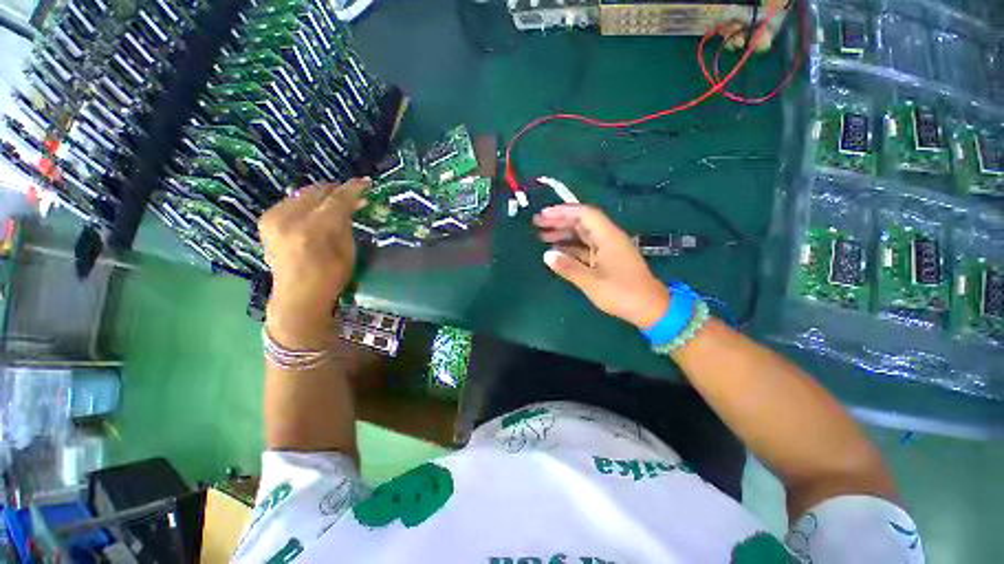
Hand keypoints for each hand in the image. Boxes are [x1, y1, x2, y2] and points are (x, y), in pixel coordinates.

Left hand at [258, 178, 368, 347]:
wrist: (297, 296)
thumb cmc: (330, 277)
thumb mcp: (347, 250)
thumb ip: (347, 222)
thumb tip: (354, 203)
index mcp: (313, 230)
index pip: (336, 200)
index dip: (353, 189)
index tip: (366, 182)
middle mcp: (289, 219)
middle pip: (317, 192)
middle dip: (337, 190)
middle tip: (354, 194)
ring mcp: (273, 218)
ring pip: (303, 193)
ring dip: (323, 194)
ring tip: (337, 201)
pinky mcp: (266, 220)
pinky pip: (292, 201)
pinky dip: (308, 201)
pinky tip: (318, 209)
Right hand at [533, 204, 670, 328]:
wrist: (649, 308)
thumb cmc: (621, 293)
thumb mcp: (591, 282)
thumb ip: (568, 267)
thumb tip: (547, 255)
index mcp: (608, 237)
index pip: (584, 214)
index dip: (563, 211)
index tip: (543, 215)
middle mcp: (607, 237)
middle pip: (582, 222)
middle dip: (559, 220)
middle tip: (537, 223)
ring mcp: (607, 248)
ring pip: (582, 234)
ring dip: (563, 233)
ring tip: (542, 236)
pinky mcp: (605, 258)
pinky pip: (584, 247)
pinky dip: (570, 247)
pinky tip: (556, 251)